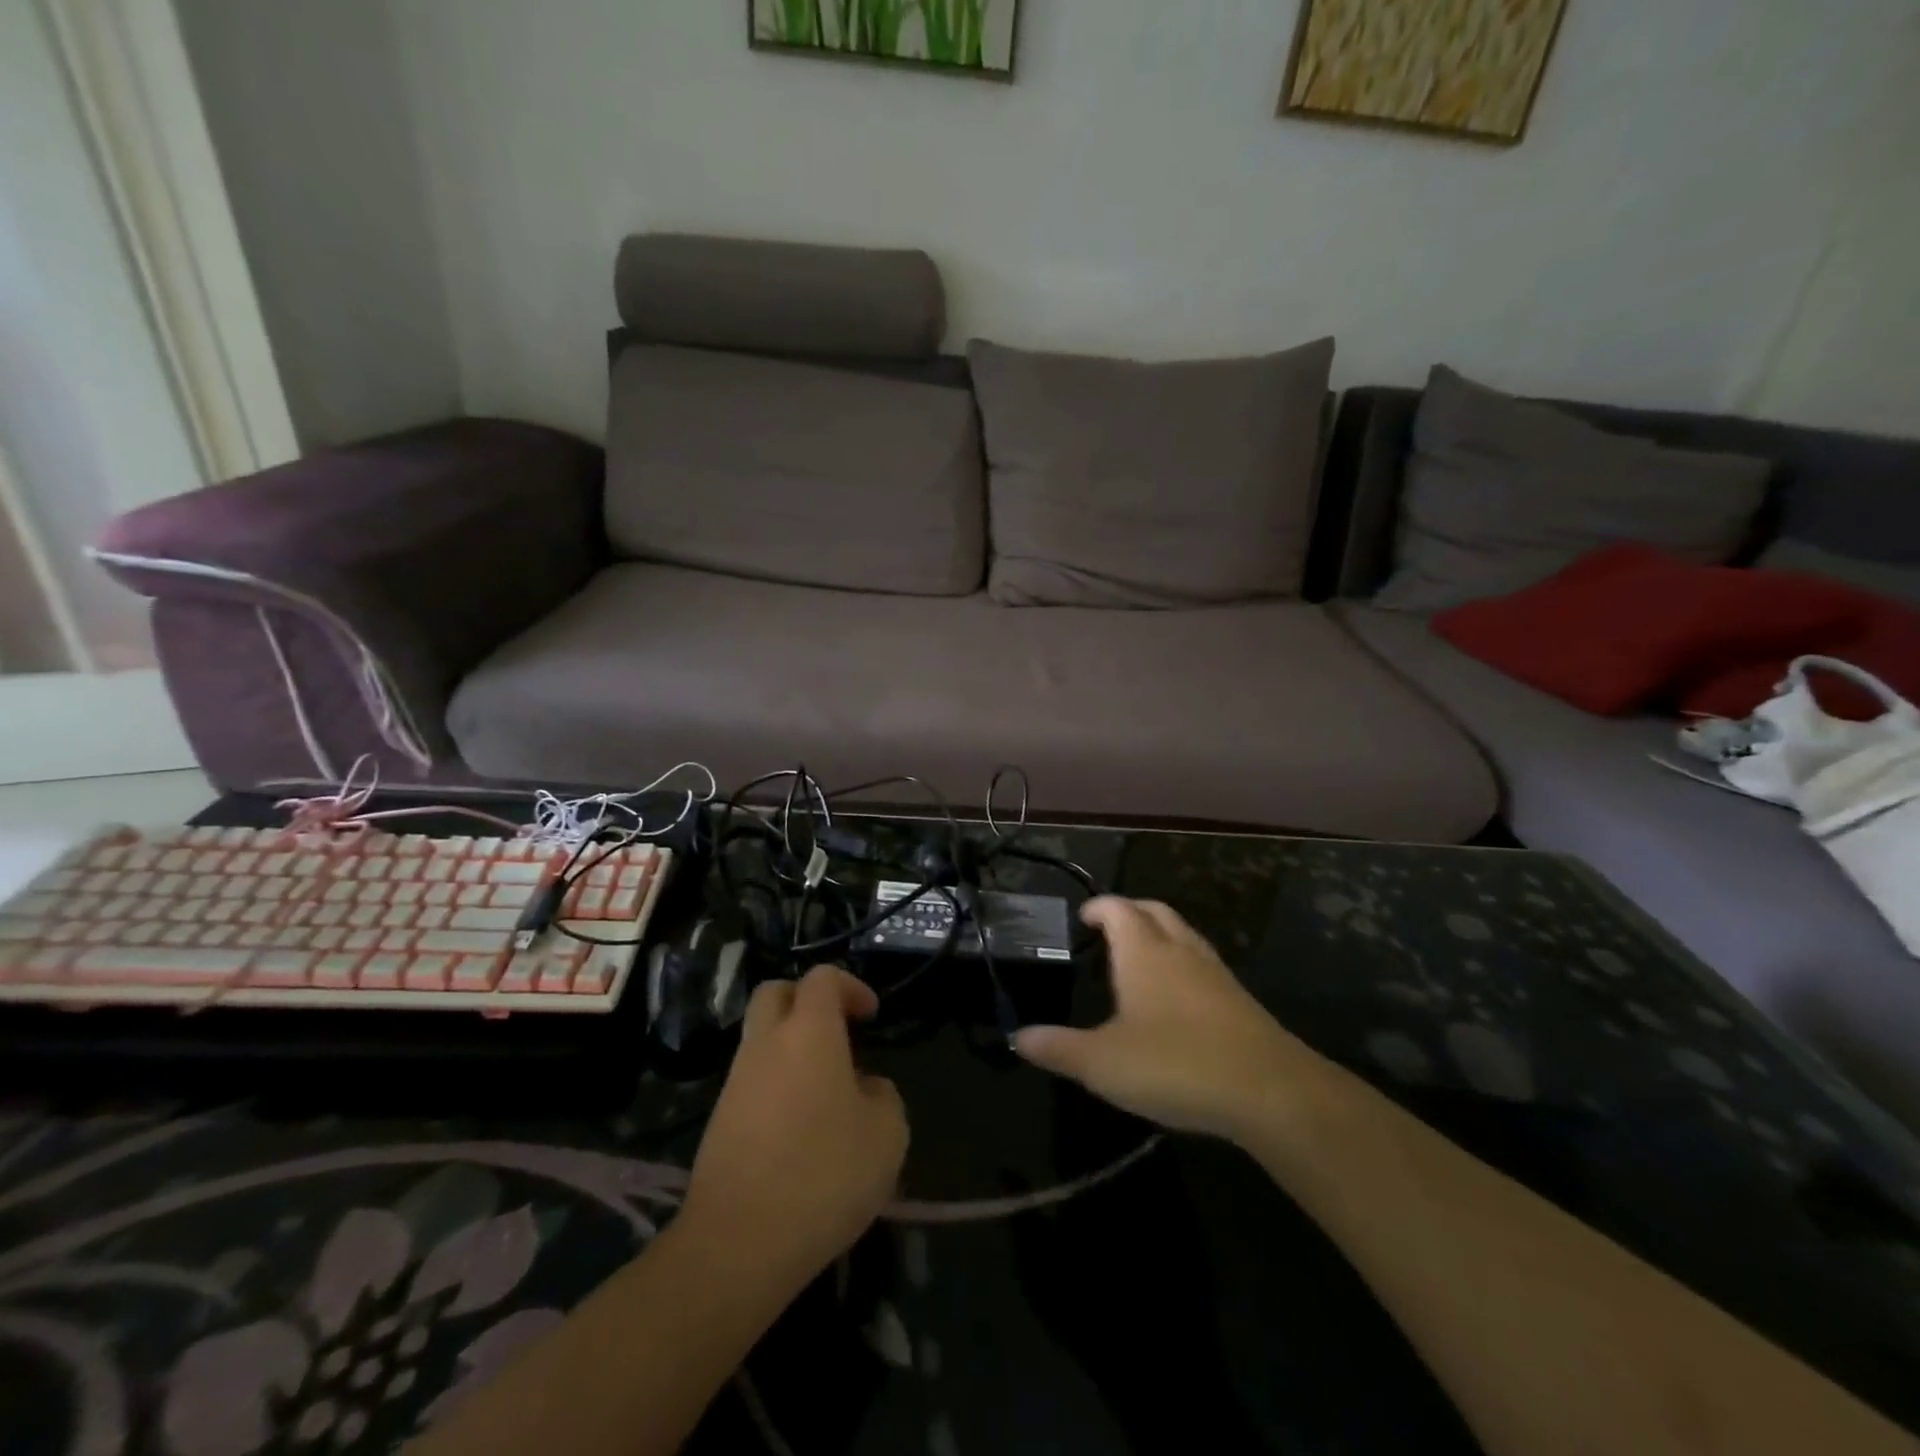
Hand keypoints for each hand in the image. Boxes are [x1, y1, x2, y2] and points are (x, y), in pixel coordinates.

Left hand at [681, 967, 907, 1287]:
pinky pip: (752, 1081)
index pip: (822, 978)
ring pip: (761, 1039)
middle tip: (837, 1032)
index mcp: (809, 1032)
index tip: (870, 1016)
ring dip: (791, 1048)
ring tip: (827, 1093)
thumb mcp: (887, 1135)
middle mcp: (766, 1043)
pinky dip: (776, 1085)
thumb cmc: (824, 1175)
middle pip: (776, 993)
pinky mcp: (718, 1120)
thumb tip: (865, 1088)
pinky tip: (800, 1130)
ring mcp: (735, 1082)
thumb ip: (883, 1096)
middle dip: (806, 1000)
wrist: (738, 1244)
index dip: (850, 986)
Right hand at [1014, 897, 1318, 1142]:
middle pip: (1155, 911)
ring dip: (1160, 934)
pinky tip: (1177, 998)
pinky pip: (1203, 963)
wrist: (1269, 1091)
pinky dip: (1183, 963)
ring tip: (1141, 958)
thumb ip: (1058, 1048)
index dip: (1099, 907)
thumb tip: (1018, 1036)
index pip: (1118, 909)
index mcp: (1143, 952)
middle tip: (1109, 929)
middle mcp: (1180, 950)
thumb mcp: (1103, 1064)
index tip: (1084, 917)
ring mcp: (1214, 972)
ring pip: (1184, 934)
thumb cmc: (1175, 1064)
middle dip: (1131, 912)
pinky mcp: (1239, 999)